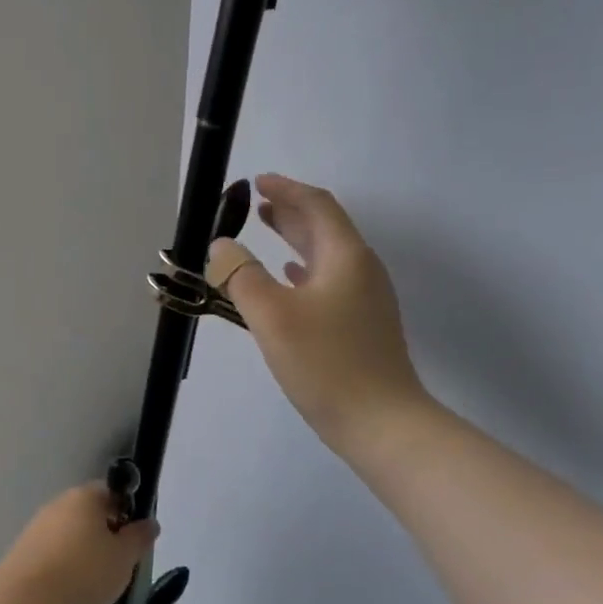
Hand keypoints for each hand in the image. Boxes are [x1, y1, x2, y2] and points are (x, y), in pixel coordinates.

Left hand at [0, 482, 159, 603]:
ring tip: (96, 579)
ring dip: (87, 549)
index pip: (113, 492)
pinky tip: (71, 585)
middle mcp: (60, 503)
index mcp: (85, 496)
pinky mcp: (25, 548)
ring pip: (73, 531)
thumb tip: (150, 522)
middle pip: (91, 511)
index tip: (135, 538)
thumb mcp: (123, 558)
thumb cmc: (82, 572)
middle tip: (120, 561)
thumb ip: (139, 538)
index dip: (128, 511)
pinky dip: (67, 562)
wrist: (24, 599)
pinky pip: (55, 549)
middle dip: (108, 532)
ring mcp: (39, 524)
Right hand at [206, 173, 430, 451]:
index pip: (317, 206)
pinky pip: (328, 282)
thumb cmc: (325, 363)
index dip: (286, 190)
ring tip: (267, 231)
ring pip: (326, 256)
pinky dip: (304, 270)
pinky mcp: (360, 326)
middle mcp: (361, 270)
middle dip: (290, 212)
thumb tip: (221, 246)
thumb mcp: (272, 316)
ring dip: (296, 239)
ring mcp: (365, 300)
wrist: (381, 422)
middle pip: (325, 228)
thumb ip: (241, 275)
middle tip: (257, 204)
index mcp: (346, 257)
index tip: (257, 182)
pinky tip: (288, 279)